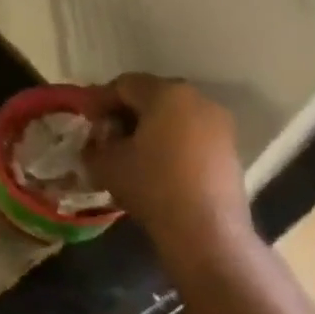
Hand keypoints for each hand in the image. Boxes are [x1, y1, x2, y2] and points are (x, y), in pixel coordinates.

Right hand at [84, 74, 253, 265]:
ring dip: (149, 126)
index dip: (99, 100)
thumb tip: (97, 139)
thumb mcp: (105, 164)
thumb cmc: (151, 186)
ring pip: (173, 114)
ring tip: (131, 152)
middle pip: (151, 95)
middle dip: (125, 112)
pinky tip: (157, 165)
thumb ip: (94, 143)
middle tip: (106, 135)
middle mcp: (197, 98)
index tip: (86, 121)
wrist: (205, 229)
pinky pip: (191, 132)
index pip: (124, 84)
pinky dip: (170, 140)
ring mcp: (218, 122)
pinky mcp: (229, 146)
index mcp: (166, 94)